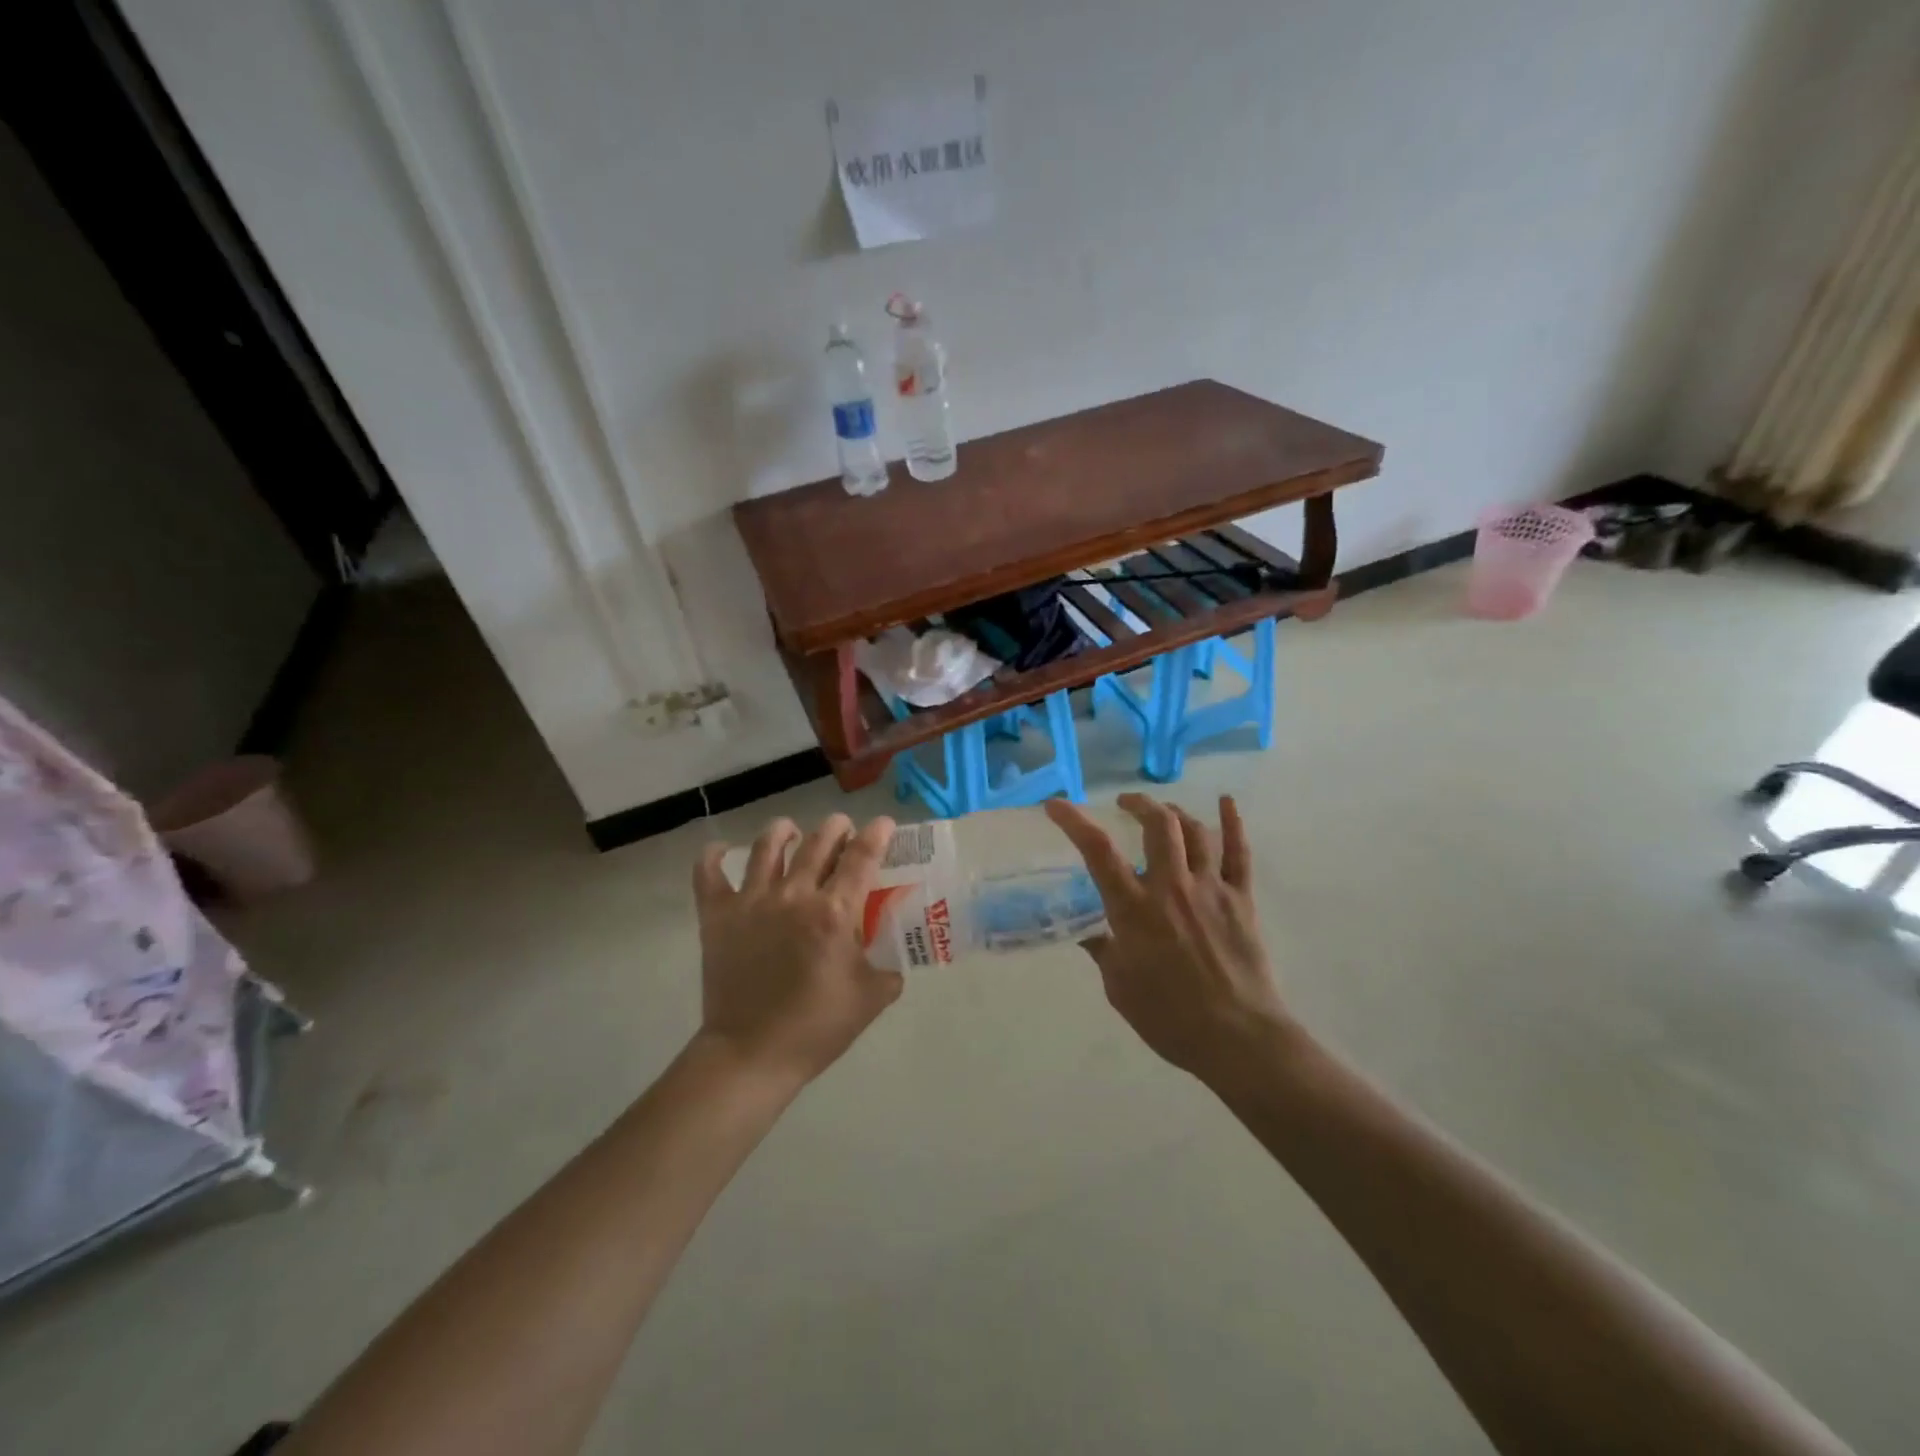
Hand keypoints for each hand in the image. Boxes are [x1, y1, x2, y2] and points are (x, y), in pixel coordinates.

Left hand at [692, 814, 904, 1085]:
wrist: (752, 1055)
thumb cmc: (816, 1028)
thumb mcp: (870, 999)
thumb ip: (889, 971)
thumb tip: (893, 961)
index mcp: (835, 912)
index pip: (862, 857)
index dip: (877, 834)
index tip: (884, 823)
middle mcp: (795, 895)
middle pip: (819, 841)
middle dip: (837, 827)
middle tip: (844, 829)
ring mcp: (752, 901)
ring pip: (766, 846)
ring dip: (784, 831)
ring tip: (791, 831)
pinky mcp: (718, 916)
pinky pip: (708, 874)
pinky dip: (712, 857)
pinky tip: (720, 851)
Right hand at [1047, 793, 1292, 1083]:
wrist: (1237, 1039)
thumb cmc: (1170, 1019)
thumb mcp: (1119, 987)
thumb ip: (1103, 950)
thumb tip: (1086, 929)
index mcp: (1134, 909)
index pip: (1098, 852)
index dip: (1074, 821)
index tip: (1057, 805)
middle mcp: (1171, 888)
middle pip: (1157, 825)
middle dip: (1138, 805)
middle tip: (1125, 805)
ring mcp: (1210, 889)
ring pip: (1195, 832)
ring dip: (1175, 813)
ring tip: (1163, 812)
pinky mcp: (1241, 899)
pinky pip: (1239, 853)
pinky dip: (1233, 823)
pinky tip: (1226, 802)